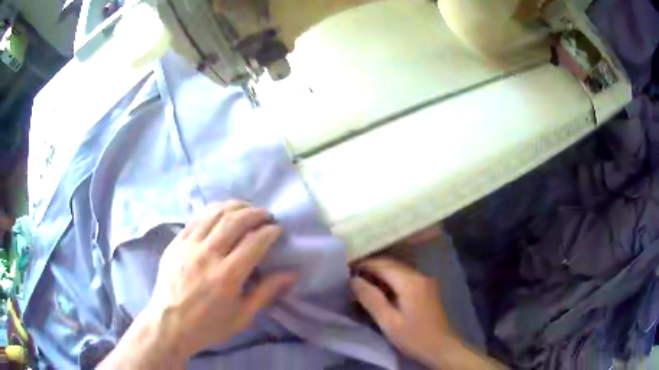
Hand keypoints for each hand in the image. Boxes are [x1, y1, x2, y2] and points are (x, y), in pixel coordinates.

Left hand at [100, 201, 296, 368]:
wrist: (169, 324)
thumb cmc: (209, 326)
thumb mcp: (243, 316)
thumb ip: (267, 292)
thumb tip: (292, 273)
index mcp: (227, 276)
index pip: (255, 242)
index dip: (270, 232)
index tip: (278, 230)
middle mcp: (207, 255)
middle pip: (235, 220)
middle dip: (255, 213)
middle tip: (266, 215)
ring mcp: (188, 246)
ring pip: (214, 213)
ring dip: (235, 206)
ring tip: (247, 208)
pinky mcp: (176, 243)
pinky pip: (196, 219)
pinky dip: (213, 211)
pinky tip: (221, 213)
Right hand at [351, 258, 453, 362]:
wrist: (442, 347)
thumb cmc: (414, 337)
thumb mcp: (388, 322)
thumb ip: (371, 299)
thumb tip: (353, 280)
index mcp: (410, 281)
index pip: (382, 264)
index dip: (363, 265)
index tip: (345, 272)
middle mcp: (419, 275)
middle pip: (391, 264)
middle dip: (370, 269)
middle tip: (351, 280)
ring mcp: (425, 280)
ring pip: (397, 270)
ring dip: (379, 275)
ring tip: (362, 286)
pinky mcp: (426, 288)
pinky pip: (404, 277)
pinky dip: (390, 281)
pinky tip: (380, 292)